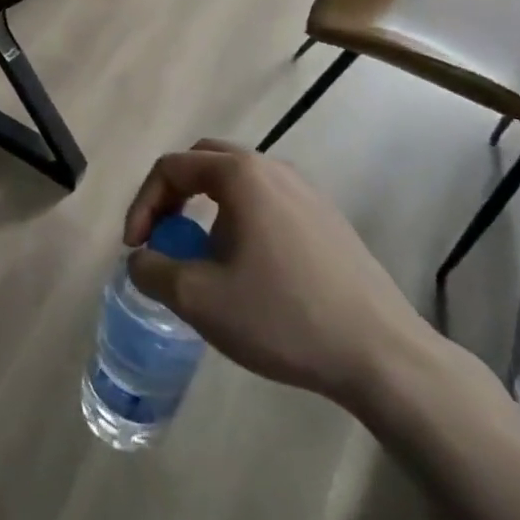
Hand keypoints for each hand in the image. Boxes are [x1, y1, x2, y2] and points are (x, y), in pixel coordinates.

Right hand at [123, 141, 426, 407]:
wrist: (383, 357)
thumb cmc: (283, 316)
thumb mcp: (198, 298)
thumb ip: (152, 270)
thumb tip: (141, 259)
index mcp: (241, 175)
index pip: (171, 167)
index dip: (142, 205)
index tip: (135, 248)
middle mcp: (274, 169)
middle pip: (204, 162)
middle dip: (172, 196)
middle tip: (163, 236)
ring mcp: (307, 193)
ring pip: (238, 184)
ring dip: (206, 210)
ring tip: (202, 258)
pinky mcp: (328, 221)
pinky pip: (267, 204)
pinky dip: (239, 221)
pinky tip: (248, 270)